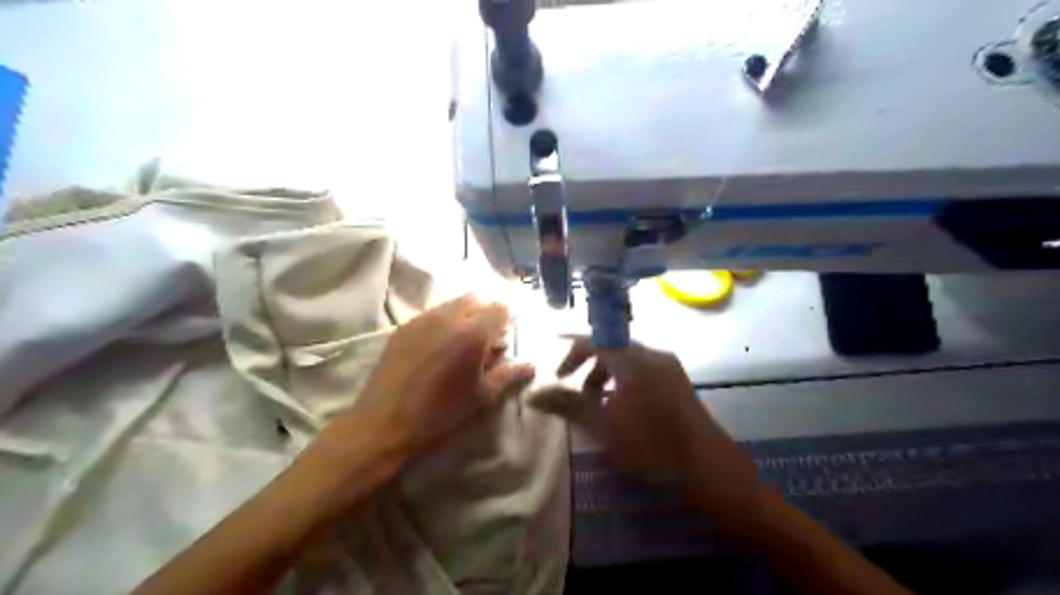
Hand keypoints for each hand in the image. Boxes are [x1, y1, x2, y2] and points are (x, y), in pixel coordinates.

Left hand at [350, 293, 534, 455]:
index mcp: (472, 334)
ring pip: (452, 304)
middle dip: (486, 312)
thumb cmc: (441, 413)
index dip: (508, 318)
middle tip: (487, 337)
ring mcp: (422, 320)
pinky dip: (444, 321)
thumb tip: (530, 365)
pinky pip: (431, 314)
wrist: (384, 423)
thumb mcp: (481, 397)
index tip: (507, 333)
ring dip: (465, 314)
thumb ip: (508, 375)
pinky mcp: (403, 327)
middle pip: (475, 299)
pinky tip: (439, 346)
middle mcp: (448, 318)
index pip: (499, 308)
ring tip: (462, 342)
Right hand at [535, 338, 765, 526]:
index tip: (557, 376)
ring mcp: (669, 367)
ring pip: (629, 361)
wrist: (707, 467)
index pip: (594, 341)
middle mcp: (653, 355)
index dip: (571, 354)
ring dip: (608, 376)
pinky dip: (626, 382)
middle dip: (589, 369)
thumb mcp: (603, 425)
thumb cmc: (651, 445)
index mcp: (634, 359)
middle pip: (612, 349)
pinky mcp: (678, 382)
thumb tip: (533, 394)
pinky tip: (624, 409)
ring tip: (599, 405)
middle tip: (577, 394)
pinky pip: (644, 371)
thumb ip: (567, 405)